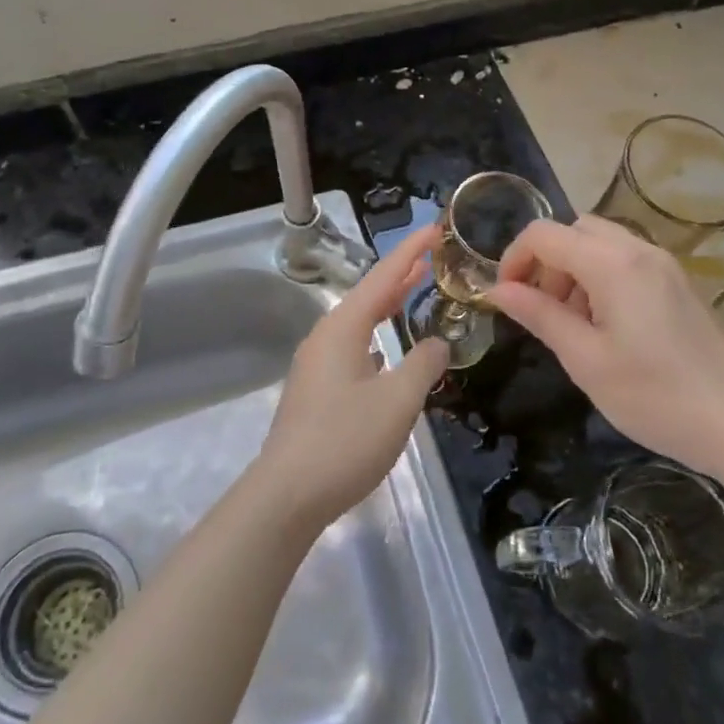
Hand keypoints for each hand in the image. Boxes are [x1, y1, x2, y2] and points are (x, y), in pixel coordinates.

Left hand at [255, 222, 449, 528]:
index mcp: (343, 328)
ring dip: (388, 306)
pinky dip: (377, 336)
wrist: (286, 495)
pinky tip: (388, 351)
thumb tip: (437, 343)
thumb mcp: (397, 401)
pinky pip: (354, 347)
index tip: (434, 228)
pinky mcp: (316, 391)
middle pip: (369, 295)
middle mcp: (326, 337)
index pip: (383, 277)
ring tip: (415, 292)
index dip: (411, 251)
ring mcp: (317, 365)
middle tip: (432, 256)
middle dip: (400, 274)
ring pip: (360, 322)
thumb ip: (423, 364)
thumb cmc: (345, 440)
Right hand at [488, 215, 723, 473]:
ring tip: (574, 324)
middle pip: (575, 230)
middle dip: (547, 262)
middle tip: (544, 311)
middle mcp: (639, 250)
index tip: (506, 298)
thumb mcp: (585, 359)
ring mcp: (664, 264)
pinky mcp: (679, 283)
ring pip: (601, 243)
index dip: (514, 258)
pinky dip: (602, 278)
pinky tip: (608, 327)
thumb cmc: (654, 396)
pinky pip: (627, 260)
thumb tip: (497, 291)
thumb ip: (539, 315)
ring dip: (574, 270)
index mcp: (613, 263)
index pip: (544, 234)